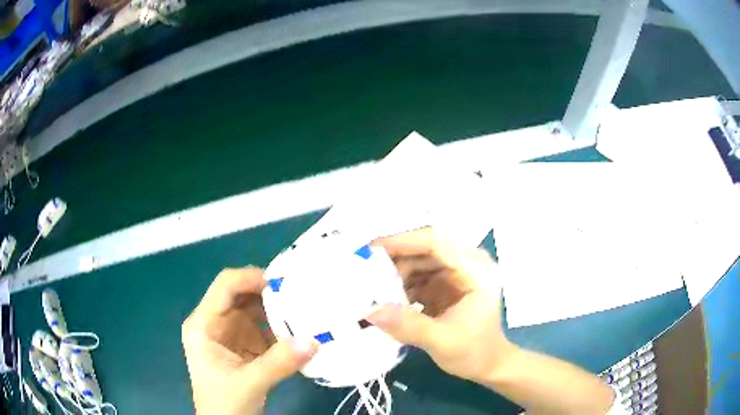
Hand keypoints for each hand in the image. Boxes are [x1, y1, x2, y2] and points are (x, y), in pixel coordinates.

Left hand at [182, 268, 318, 414]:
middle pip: (242, 295)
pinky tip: (300, 332)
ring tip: (306, 311)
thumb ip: (279, 362)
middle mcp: (215, 323)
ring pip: (255, 310)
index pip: (225, 286)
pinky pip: (264, 328)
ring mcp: (231, 334)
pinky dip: (282, 329)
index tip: (283, 284)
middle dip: (270, 294)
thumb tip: (313, 340)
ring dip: (278, 311)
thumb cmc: (224, 404)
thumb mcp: (249, 383)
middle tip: (302, 295)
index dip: (251, 278)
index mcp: (203, 324)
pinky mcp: (245, 346)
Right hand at [368, 228, 514, 381]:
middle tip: (364, 273)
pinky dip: (400, 284)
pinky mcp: (445, 283)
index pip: (437, 243)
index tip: (371, 251)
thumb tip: (370, 310)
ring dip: (395, 273)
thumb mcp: (442, 342)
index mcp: (476, 271)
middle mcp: (467, 264)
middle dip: (395, 259)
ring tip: (372, 289)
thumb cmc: (474, 353)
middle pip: (425, 248)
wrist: (487, 364)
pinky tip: (386, 298)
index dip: (404, 242)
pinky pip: (418, 275)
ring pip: (418, 260)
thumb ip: (409, 326)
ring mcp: (456, 273)